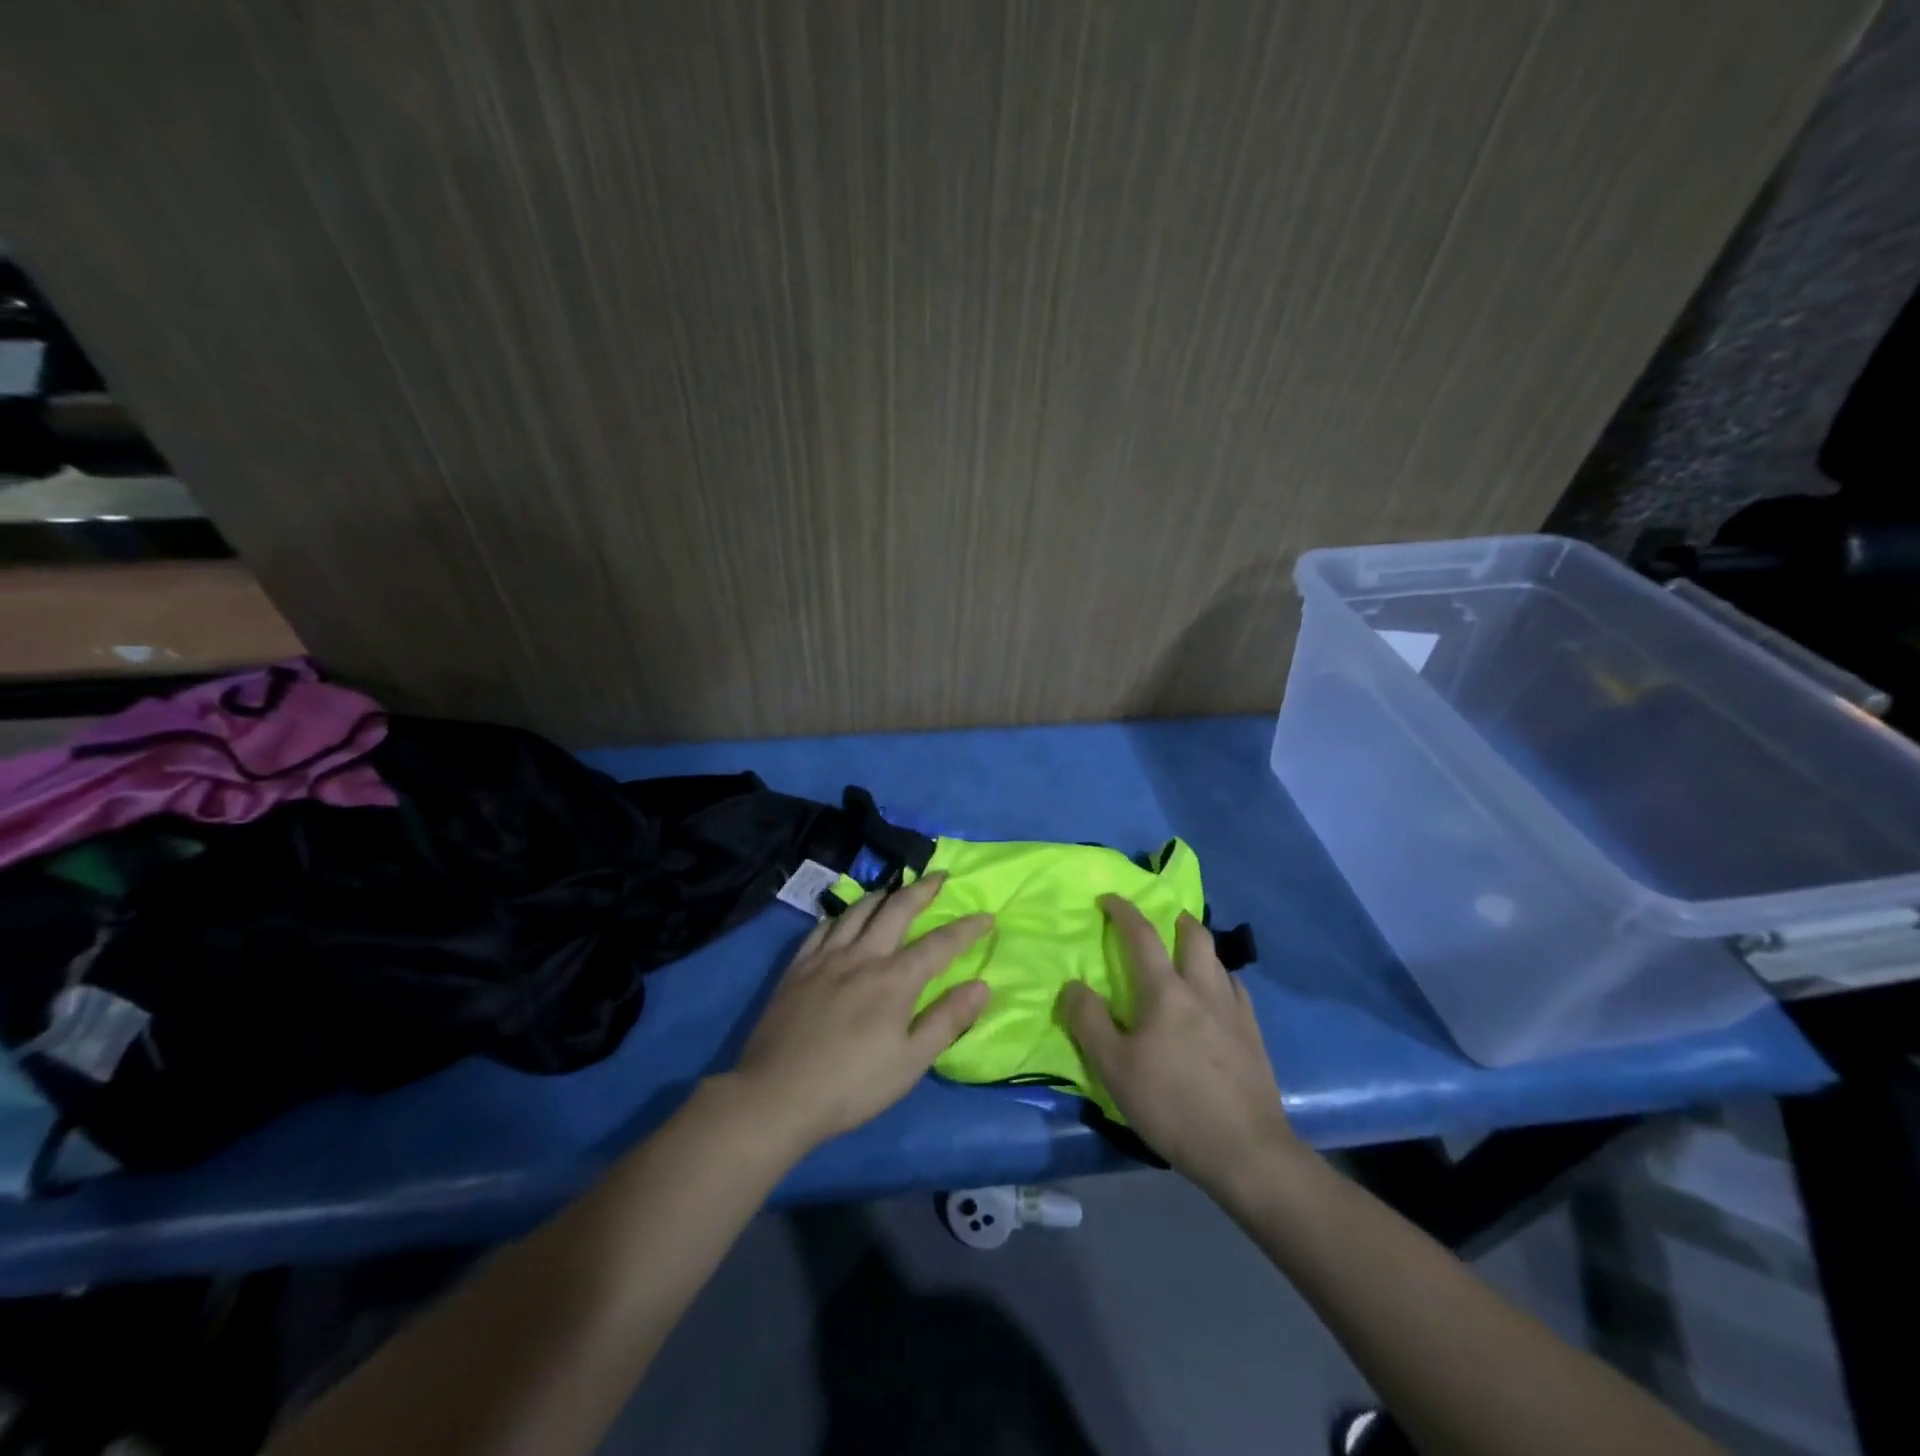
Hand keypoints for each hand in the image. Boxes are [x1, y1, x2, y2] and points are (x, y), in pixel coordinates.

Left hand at [732, 872, 992, 1150]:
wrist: (777, 1095)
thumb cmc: (852, 1086)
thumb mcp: (910, 1062)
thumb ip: (947, 1020)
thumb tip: (982, 985)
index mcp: (895, 980)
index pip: (940, 944)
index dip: (966, 929)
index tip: (986, 916)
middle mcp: (862, 957)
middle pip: (897, 909)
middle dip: (922, 889)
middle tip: (939, 876)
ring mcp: (826, 958)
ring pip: (858, 910)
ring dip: (882, 894)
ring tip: (894, 890)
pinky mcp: (797, 968)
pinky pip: (823, 927)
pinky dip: (842, 916)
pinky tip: (845, 919)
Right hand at [1059, 896, 1301, 1195]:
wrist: (1246, 1151)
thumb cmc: (1172, 1105)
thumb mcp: (1114, 1068)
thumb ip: (1089, 1022)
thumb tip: (1073, 985)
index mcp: (1166, 992)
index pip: (1142, 935)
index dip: (1124, 911)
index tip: (1109, 898)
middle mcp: (1203, 989)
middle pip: (1195, 936)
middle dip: (1176, 919)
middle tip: (1162, 921)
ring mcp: (1234, 1011)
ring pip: (1219, 961)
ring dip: (1200, 948)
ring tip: (1187, 958)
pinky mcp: (1254, 1035)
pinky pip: (1236, 989)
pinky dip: (1221, 979)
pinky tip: (1216, 998)